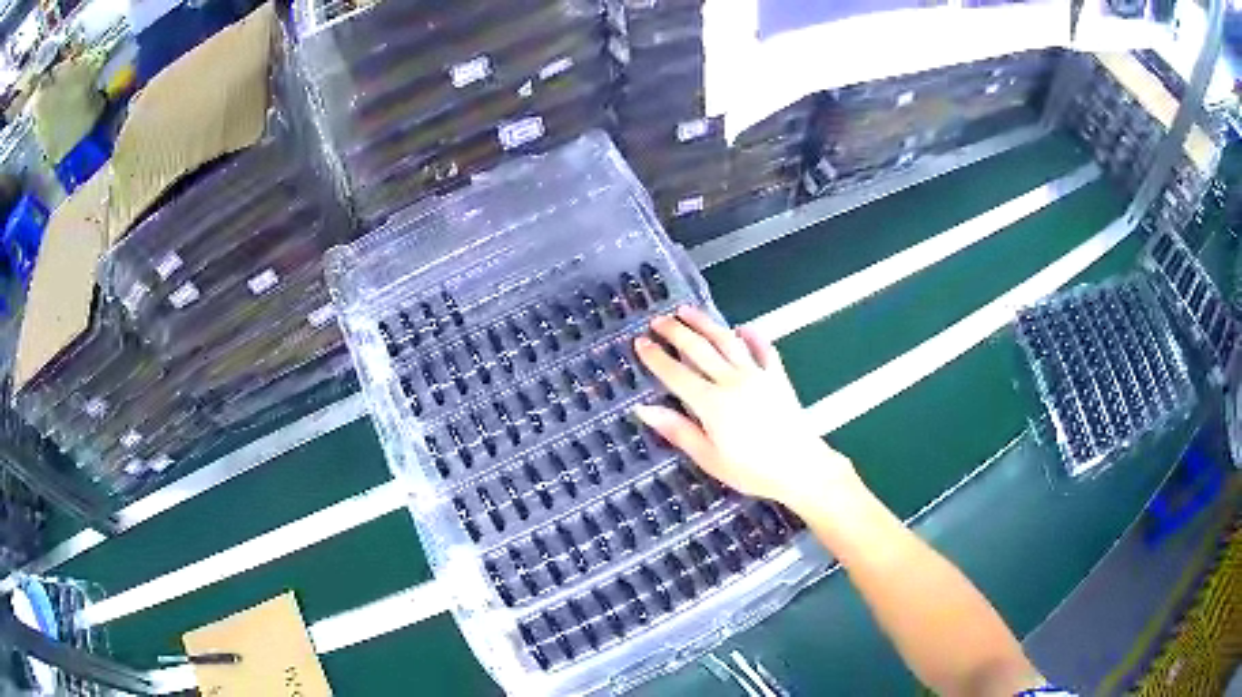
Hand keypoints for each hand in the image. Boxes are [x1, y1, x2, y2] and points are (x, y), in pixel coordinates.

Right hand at [632, 306, 856, 514]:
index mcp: (711, 403)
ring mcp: (757, 375)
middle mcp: (732, 381)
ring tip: (688, 310)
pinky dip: (752, 336)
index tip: (641, 342)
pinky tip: (743, 328)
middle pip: (699, 349)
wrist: (800, 467)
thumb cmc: (751, 471)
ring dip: (706, 323)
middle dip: (676, 332)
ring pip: (727, 341)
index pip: (676, 373)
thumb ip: (677, 430)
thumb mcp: (708, 457)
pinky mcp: (777, 377)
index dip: (656, 357)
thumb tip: (644, 409)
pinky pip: (764, 349)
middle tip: (659, 320)